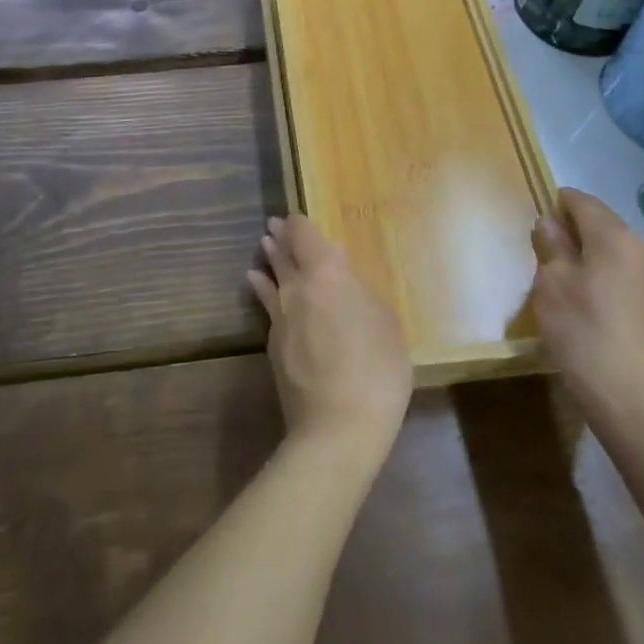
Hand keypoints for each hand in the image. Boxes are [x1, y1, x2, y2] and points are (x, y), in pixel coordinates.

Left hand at [249, 216, 411, 460]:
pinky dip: (263, 289)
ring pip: (270, 278)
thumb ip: (359, 290)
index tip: (295, 215)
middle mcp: (296, 288)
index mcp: (326, 274)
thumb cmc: (375, 369)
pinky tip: (259, 285)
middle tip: (274, 225)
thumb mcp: (383, 322)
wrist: (337, 428)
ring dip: (268, 260)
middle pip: (283, 254)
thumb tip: (339, 268)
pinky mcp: (273, 345)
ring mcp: (280, 317)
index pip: (305, 237)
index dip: (299, 224)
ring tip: (264, 247)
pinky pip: (267, 306)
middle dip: (280, 237)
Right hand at [531, 189, 643, 438]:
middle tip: (544, 254)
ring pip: (613, 248)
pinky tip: (588, 301)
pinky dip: (604, 274)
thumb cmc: (583, 334)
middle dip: (572, 230)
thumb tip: (550, 224)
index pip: (581, 201)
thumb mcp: (551, 285)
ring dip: (588, 253)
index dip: (555, 205)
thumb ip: (550, 246)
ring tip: (564, 280)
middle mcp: (641, 248)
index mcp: (614, 237)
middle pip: (600, 222)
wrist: (633, 401)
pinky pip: (624, 271)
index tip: (536, 227)